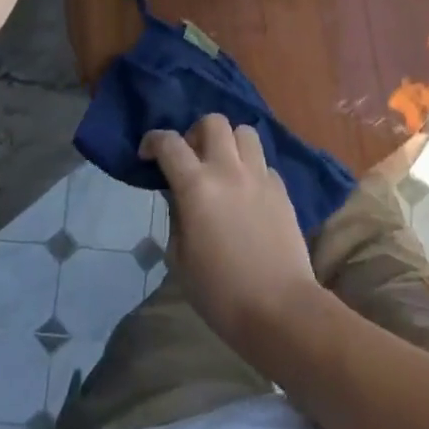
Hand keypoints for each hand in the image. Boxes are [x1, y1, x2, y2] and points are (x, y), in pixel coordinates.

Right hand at [139, 116, 324, 360]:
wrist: (279, 307)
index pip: (169, 143)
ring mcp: (260, 176)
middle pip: (213, 122)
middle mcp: (229, 170)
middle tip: (190, 159)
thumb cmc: (219, 291)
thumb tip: (179, 196)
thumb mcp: (180, 257)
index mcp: (197, 186)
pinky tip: (247, 193)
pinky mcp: (282, 189)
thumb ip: (176, 216)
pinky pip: (263, 162)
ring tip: (222, 167)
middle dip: (196, 133)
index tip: (147, 155)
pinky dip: (251, 168)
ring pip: (245, 132)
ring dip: (229, 142)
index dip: (153, 141)